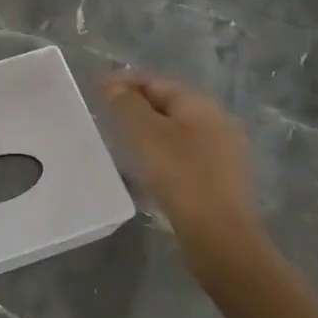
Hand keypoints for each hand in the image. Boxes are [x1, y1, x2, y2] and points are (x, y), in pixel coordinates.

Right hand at [101, 70, 270, 287]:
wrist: (219, 237)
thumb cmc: (180, 176)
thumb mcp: (145, 134)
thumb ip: (126, 104)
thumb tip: (112, 85)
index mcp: (200, 105)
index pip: (156, 81)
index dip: (124, 81)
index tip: (95, 89)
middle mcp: (216, 122)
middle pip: (168, 103)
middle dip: (135, 104)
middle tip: (105, 113)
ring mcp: (222, 153)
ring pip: (175, 130)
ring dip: (147, 130)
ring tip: (119, 140)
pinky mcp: (219, 180)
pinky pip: (182, 154)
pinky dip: (159, 152)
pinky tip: (144, 167)